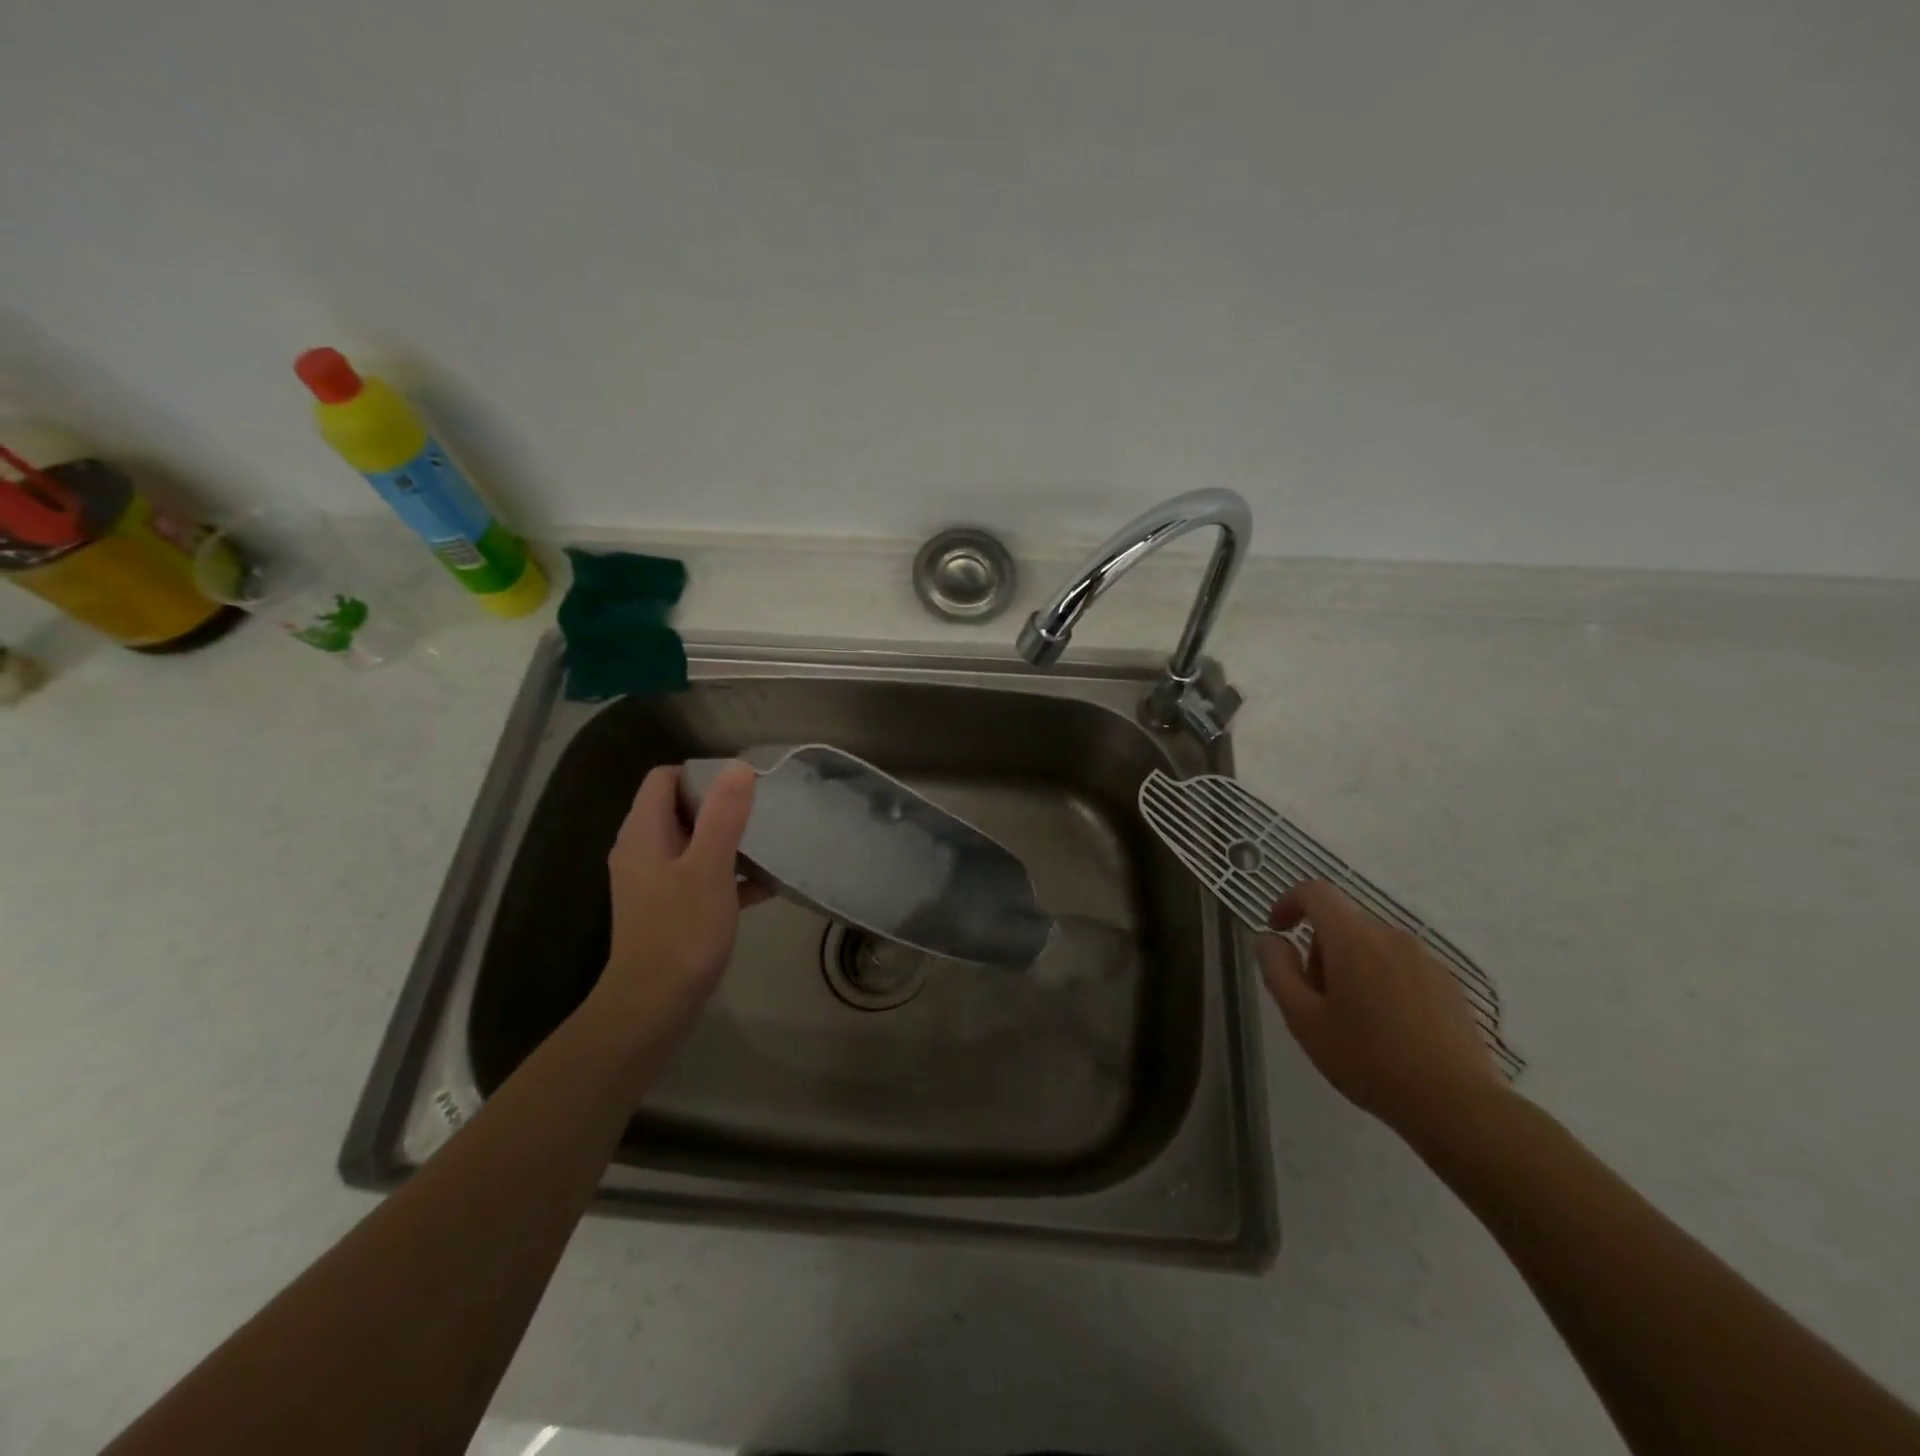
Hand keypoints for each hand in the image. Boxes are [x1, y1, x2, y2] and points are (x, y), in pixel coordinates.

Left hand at [594, 763, 766, 1026]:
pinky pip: (700, 875)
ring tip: (769, 843)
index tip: (741, 786)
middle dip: (721, 805)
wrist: (654, 1004)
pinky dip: (728, 874)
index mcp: (643, 833)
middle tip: (762, 811)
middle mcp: (643, 850)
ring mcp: (654, 881)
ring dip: (729, 840)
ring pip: (694, 842)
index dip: (701, 773)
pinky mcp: (669, 907)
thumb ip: (723, 815)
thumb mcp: (709, 867)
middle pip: (680, 807)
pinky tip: (765, 886)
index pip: (663, 778)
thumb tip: (738, 766)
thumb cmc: (681, 930)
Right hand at [1257, 880, 1505, 1138]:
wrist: (1458, 1105)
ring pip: (1372, 943)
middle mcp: (1391, 936)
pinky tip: (1388, 1027)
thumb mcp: (1304, 1020)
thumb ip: (1278, 971)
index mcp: (1353, 939)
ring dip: (1350, 964)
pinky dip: (1381, 979)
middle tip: (1313, 996)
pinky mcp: (1448, 983)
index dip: (1288, 902)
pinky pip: (1400, 964)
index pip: (1315, 892)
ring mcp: (1425, 958)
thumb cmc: (1369, 1060)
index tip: (1276, 931)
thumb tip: (1269, 939)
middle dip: (1318, 948)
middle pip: (1342, 921)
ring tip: (1351, 1017)